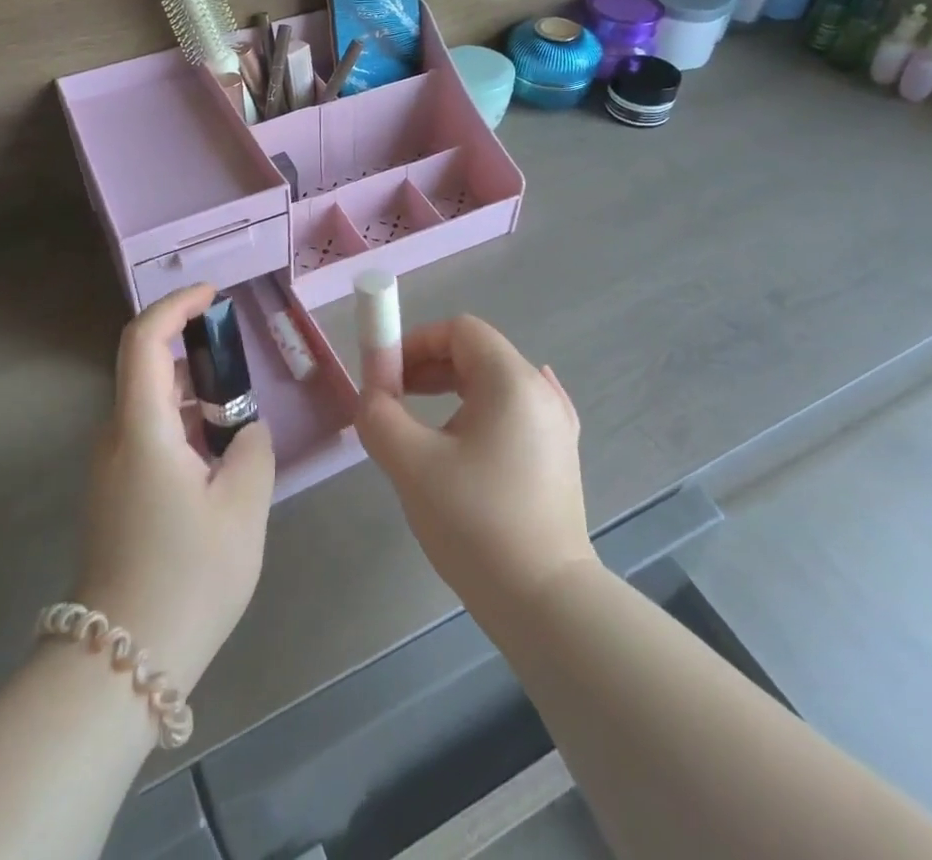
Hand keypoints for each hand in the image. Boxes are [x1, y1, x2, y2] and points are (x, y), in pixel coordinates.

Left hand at [74, 285, 275, 691]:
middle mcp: (115, 437)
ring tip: (236, 422)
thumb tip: (244, 429)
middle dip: (192, 355)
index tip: (212, 296)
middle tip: (239, 370)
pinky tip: (215, 462)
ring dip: (191, 398)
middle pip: (146, 370)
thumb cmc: (187, 578)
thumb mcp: (242, 508)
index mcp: (141, 429)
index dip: (175, 306)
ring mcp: (109, 468)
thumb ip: (252, 449)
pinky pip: (147, 438)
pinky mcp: (113, 495)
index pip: (142, 339)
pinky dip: (182, 429)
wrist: (120, 663)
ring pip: (149, 407)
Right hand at [356, 315, 595, 621]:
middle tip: (394, 400)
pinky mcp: (560, 456)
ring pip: (494, 384)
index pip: (459, 330)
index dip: (415, 342)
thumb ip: (379, 414)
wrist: (545, 602)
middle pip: (477, 353)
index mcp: (510, 380)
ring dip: (451, 391)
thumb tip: (371, 395)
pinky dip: (482, 412)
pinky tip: (473, 429)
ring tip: (421, 428)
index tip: (386, 377)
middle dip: (428, 367)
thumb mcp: (411, 463)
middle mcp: (540, 391)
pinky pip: (514, 413)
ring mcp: (557, 424)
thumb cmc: (475, 522)